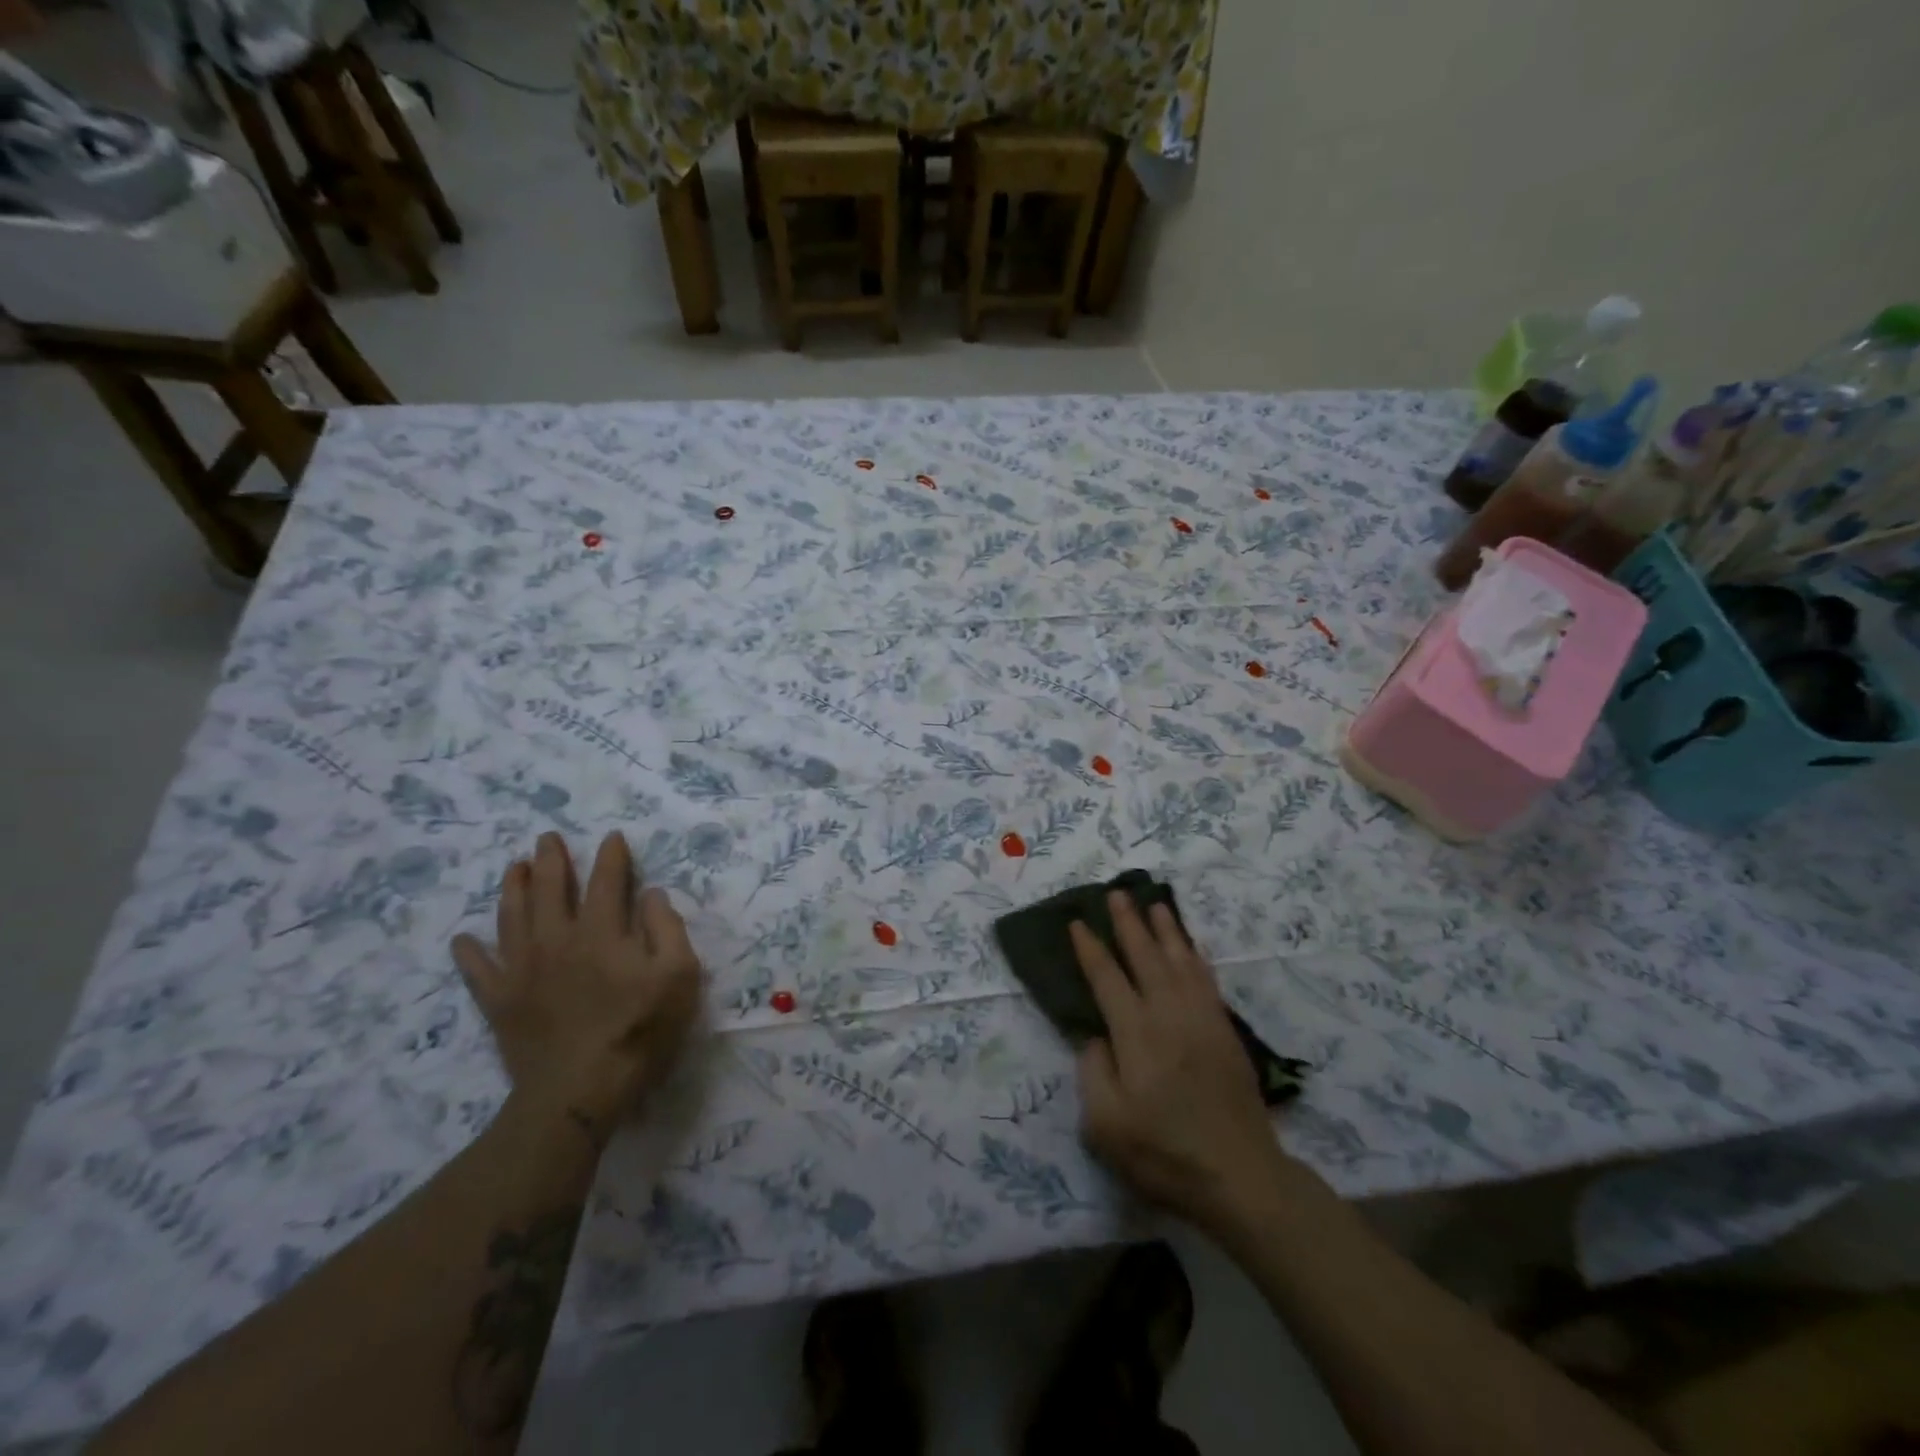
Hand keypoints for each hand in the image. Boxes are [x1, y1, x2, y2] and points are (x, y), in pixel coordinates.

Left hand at [452, 831, 701, 1142]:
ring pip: (512, 918)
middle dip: (551, 860)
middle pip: (550, 889)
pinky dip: (469, 953)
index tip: (611, 837)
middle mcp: (557, 940)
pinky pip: (478, 971)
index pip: (606, 881)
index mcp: (602, 932)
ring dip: (513, 889)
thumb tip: (651, 894)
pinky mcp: (500, 1002)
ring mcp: (523, 970)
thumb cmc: (639, 1031)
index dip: (610, 856)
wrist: (578, 1092)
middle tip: (546, 838)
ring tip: (514, 867)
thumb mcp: (678, 976)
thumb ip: (667, 928)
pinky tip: (463, 940)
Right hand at [1072, 892, 1293, 1231]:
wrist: (1240, 1176)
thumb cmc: (1164, 1154)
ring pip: (1180, 960)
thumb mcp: (1106, 1126)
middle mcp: (1168, 1015)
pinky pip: (1207, 980)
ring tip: (1155, 904)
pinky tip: (1191, 946)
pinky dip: (1196, 956)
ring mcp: (1201, 1019)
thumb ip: (1093, 1072)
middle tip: (1117, 893)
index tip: (1077, 922)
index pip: (1106, 978)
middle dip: (1128, 923)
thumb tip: (1096, 1036)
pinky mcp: (1225, 1031)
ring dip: (1166, 930)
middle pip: (1145, 957)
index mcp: (1135, 1034)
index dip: (1090, 949)